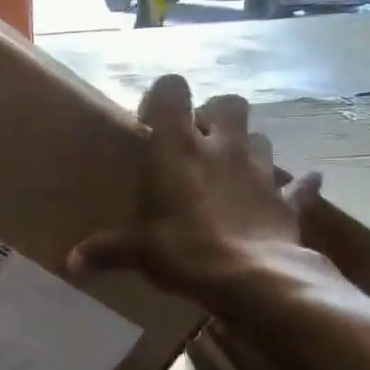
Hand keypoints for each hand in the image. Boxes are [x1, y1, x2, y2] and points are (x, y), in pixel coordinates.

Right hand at [67, 74, 322, 303]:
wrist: (254, 279)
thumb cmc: (185, 250)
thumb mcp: (138, 251)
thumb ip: (105, 250)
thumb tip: (70, 264)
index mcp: (179, 148)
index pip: (173, 89)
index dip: (163, 97)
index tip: (150, 123)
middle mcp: (222, 148)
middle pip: (229, 103)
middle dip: (215, 115)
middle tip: (198, 142)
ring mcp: (261, 171)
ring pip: (261, 138)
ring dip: (248, 148)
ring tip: (233, 172)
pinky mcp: (287, 201)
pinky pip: (299, 186)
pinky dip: (296, 187)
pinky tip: (291, 193)